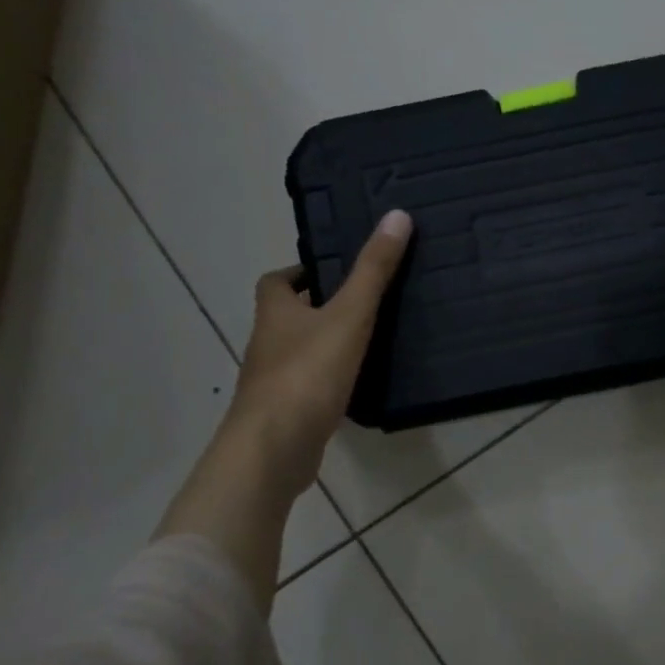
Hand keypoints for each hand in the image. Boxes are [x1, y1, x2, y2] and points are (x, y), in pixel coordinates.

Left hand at [226, 208, 413, 491]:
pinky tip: (358, 386)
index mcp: (275, 313)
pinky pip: (309, 387)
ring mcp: (273, 383)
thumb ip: (373, 270)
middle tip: (364, 303)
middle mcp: (267, 344)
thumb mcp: (349, 315)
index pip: (276, 282)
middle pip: (288, 317)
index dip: (300, 273)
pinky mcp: (286, 414)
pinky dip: (329, 382)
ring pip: (299, 353)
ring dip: (326, 345)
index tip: (333, 271)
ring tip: (370, 341)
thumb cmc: (307, 373)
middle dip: (319, 308)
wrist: (274, 449)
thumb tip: (397, 215)